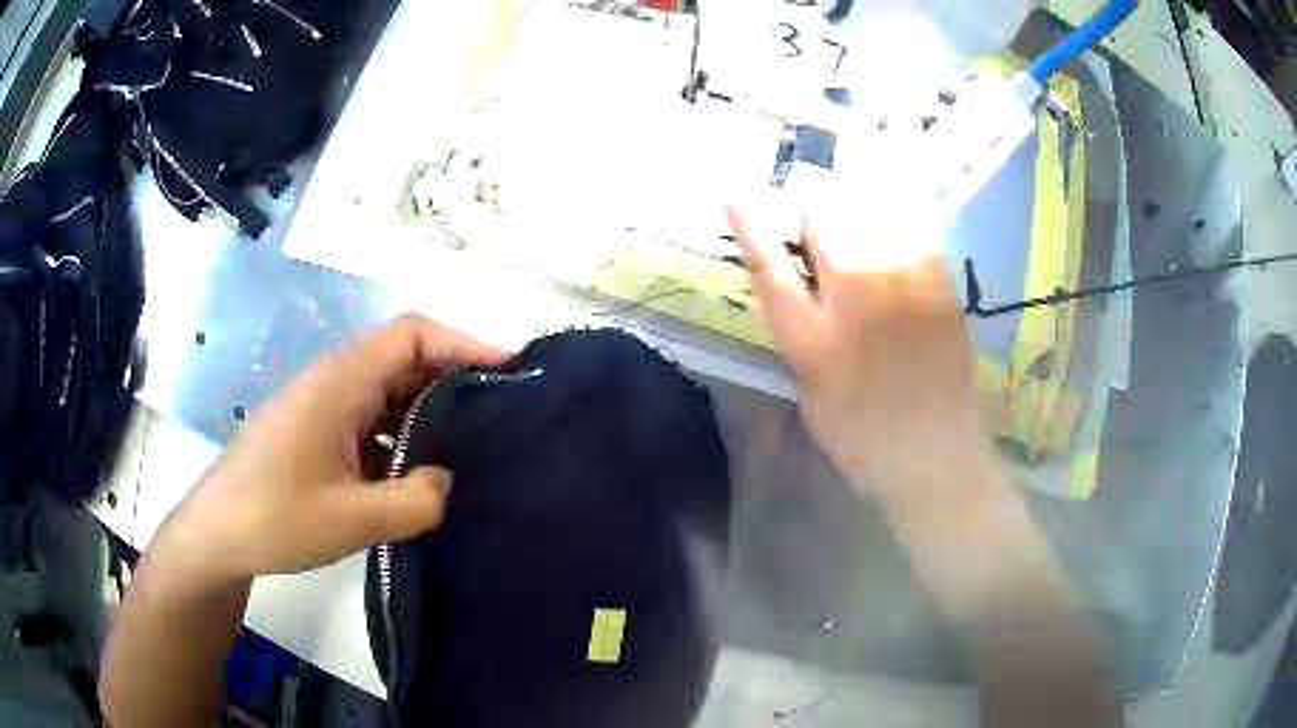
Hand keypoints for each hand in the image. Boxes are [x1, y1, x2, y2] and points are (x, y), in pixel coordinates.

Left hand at [157, 314, 509, 586]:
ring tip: (472, 445)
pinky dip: (404, 435)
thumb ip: (416, 500)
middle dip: (455, 377)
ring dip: (429, 411)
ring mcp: (325, 406)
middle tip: (502, 414)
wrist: (217, 534)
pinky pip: (373, 419)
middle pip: (405, 357)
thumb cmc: (275, 518)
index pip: (412, 333)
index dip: (464, 340)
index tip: (509, 370)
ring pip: (390, 390)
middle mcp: (335, 381)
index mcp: (341, 381)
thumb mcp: (353, 518)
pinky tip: (420, 472)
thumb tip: (449, 480)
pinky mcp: (320, 432)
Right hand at [725, 206, 996, 511]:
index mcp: (814, 342)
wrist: (938, 459)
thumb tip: (798, 283)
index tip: (733, 197)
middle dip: (814, 218)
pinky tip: (893, 250)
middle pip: (826, 226)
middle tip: (817, 232)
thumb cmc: (865, 437)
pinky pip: (912, 234)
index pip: (771, 270)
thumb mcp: (812, 395)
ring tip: (857, 233)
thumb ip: (801, 335)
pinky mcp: (942, 288)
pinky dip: (895, 230)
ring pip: (871, 219)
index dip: (751, 229)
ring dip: (855, 216)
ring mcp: (907, 291)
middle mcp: (859, 306)